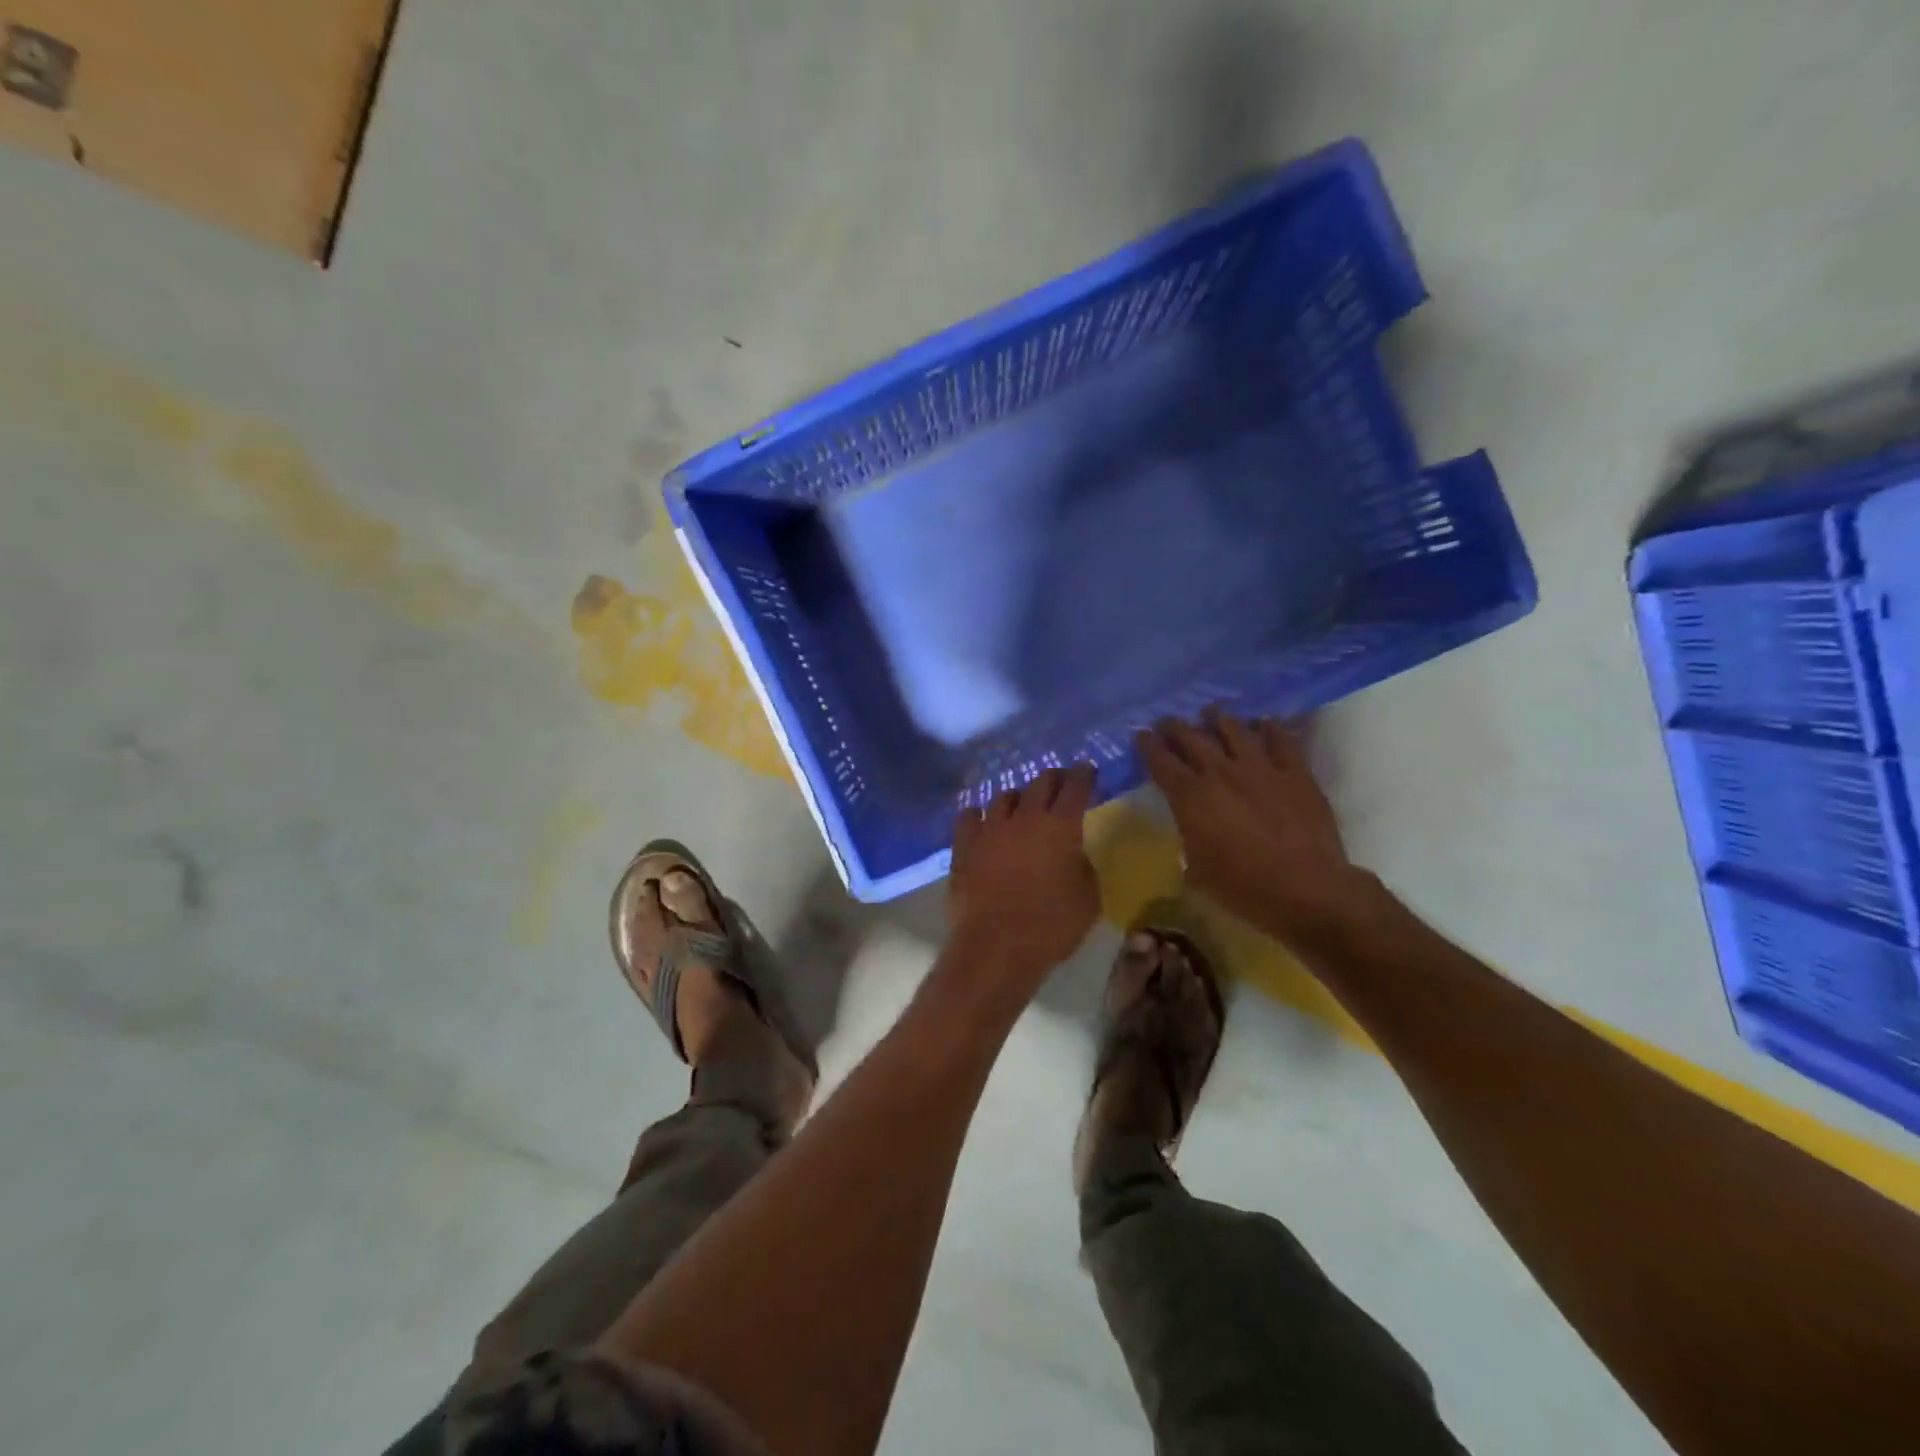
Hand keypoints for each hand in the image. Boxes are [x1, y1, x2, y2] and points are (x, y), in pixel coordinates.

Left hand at [948, 765, 1100, 1001]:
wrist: (995, 947)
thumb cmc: (1051, 927)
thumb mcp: (1088, 898)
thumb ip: (1082, 865)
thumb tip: (1070, 853)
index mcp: (1061, 826)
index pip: (1076, 786)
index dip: (1084, 775)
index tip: (1088, 770)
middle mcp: (1025, 817)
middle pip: (1041, 782)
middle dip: (1054, 779)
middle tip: (1061, 785)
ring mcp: (989, 828)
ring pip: (1005, 796)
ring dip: (1019, 798)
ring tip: (1022, 807)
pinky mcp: (963, 845)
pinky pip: (971, 816)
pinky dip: (981, 815)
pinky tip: (984, 822)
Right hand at [1138, 711, 1363, 937]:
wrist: (1306, 889)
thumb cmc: (1242, 888)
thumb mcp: (1196, 871)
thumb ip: (1189, 838)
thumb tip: (1191, 829)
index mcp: (1190, 797)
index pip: (1160, 761)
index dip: (1148, 745)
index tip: (1141, 735)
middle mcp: (1220, 773)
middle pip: (1191, 737)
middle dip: (1175, 727)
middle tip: (1168, 721)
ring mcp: (1260, 768)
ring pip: (1234, 729)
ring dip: (1218, 718)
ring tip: (1211, 712)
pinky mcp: (1295, 772)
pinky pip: (1280, 739)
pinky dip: (1269, 727)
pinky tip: (1264, 723)